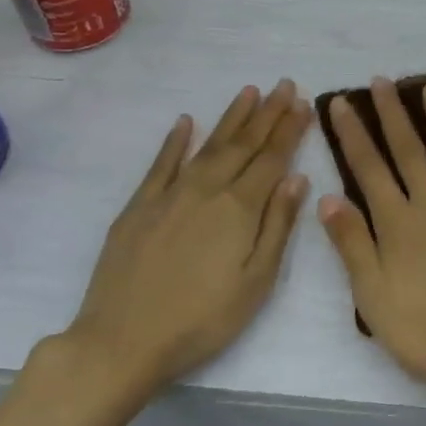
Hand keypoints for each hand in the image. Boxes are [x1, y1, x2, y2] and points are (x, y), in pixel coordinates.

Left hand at [60, 80, 311, 401]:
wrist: (122, 341)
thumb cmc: (202, 320)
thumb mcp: (256, 282)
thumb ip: (277, 225)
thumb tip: (297, 178)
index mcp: (239, 208)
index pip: (272, 158)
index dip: (290, 129)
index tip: (304, 103)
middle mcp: (207, 189)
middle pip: (243, 144)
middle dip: (267, 113)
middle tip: (284, 84)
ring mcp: (170, 194)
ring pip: (208, 145)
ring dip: (231, 117)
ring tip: (250, 91)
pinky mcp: (139, 206)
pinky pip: (161, 163)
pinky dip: (175, 141)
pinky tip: (185, 122)